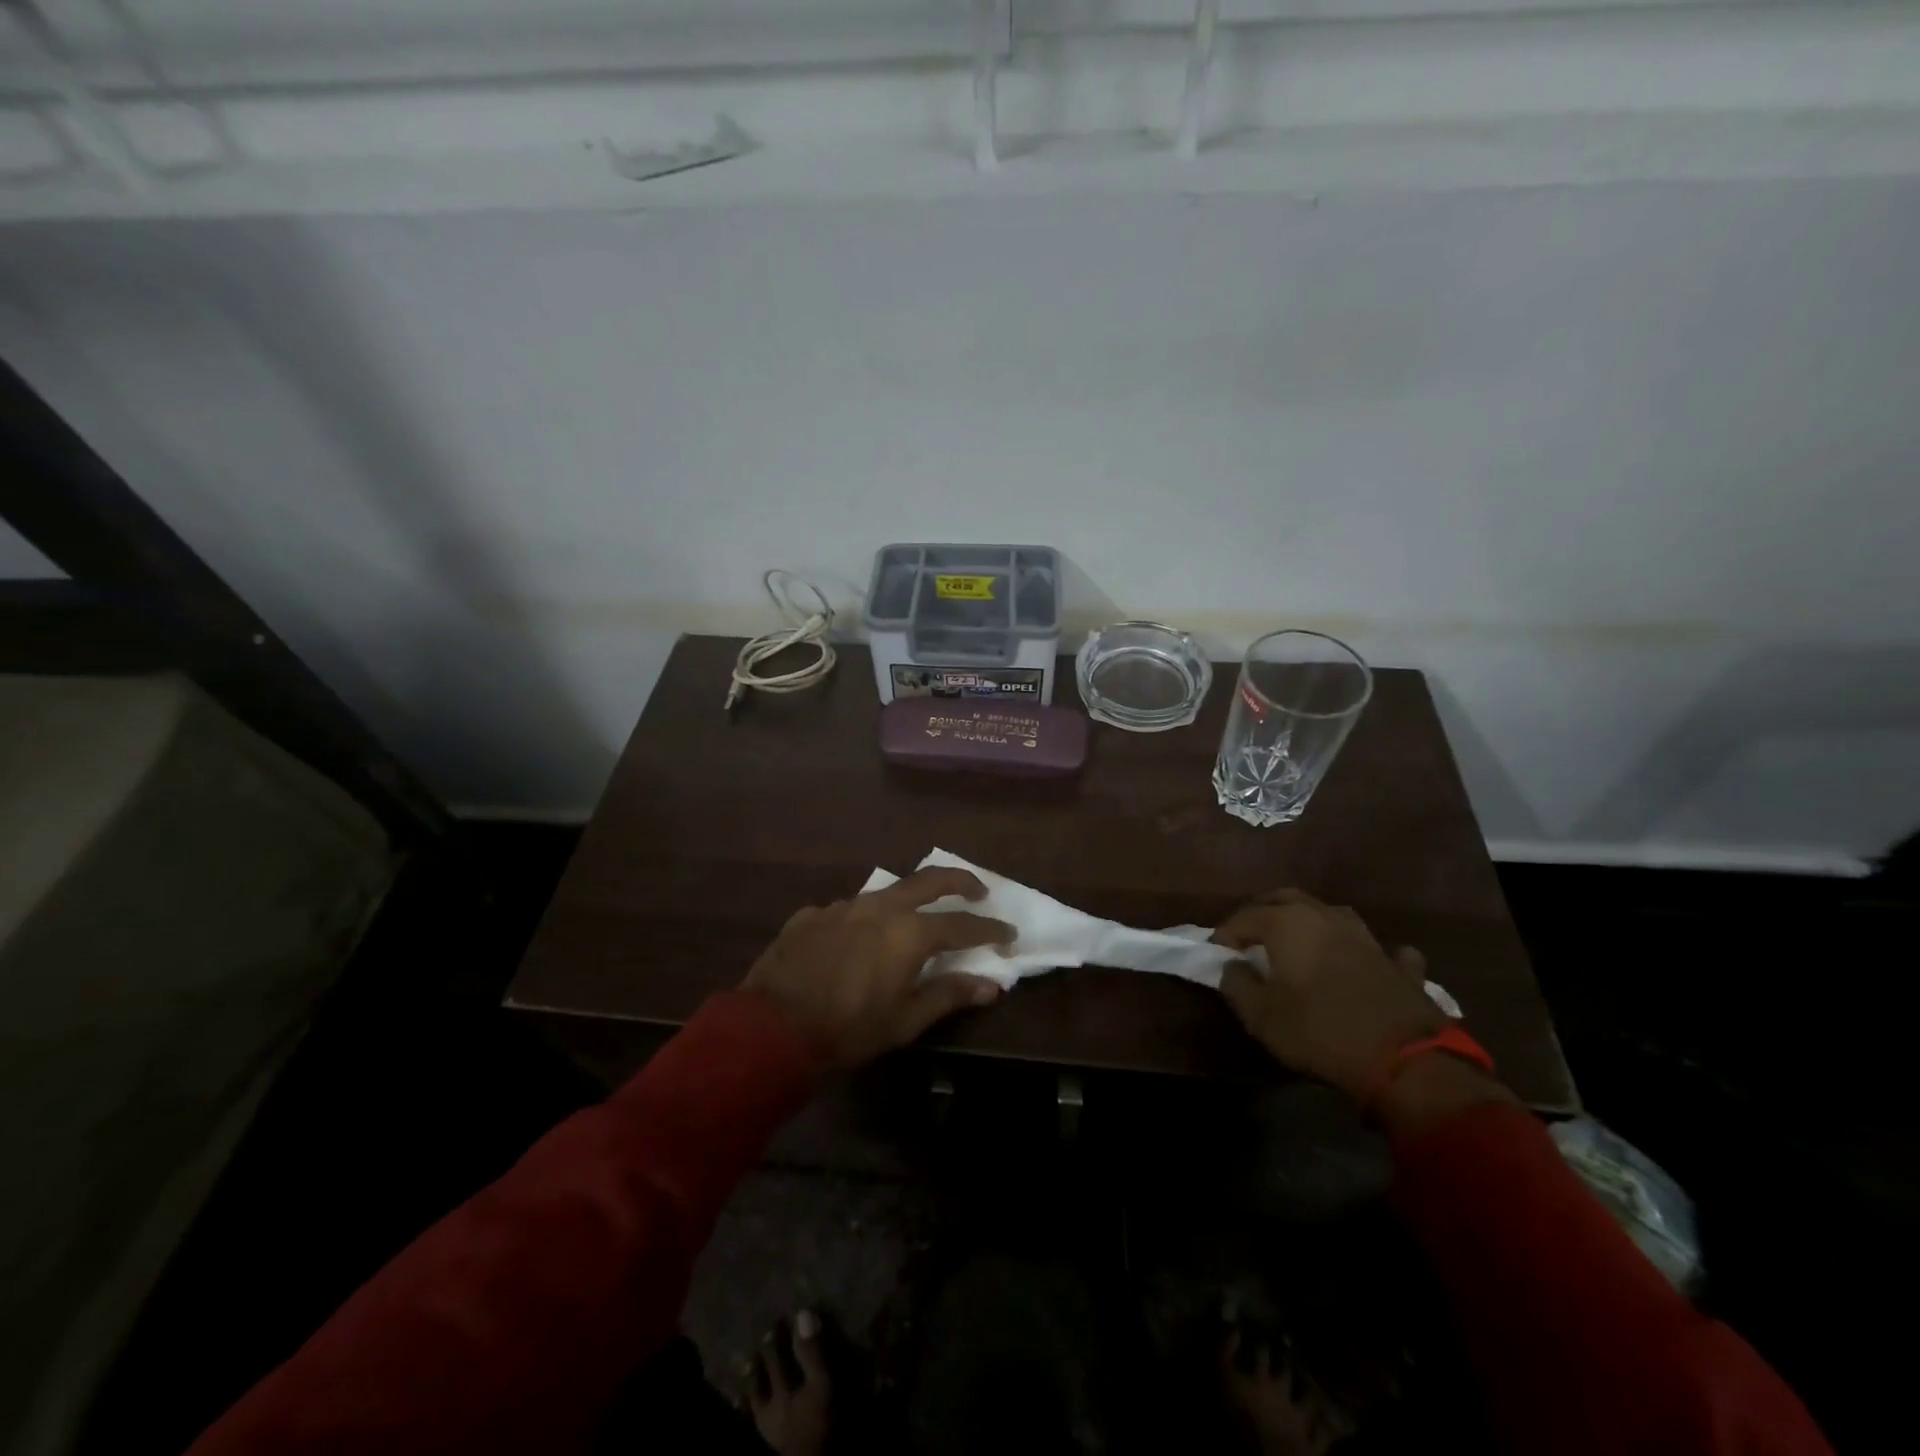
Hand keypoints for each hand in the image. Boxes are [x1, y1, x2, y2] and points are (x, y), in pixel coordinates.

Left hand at [744, 867, 1014, 1068]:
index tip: (1008, 932)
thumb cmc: (847, 1030)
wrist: (770, 1028)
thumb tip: (991, 984)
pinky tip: (854, 943)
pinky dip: (863, 921)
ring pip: (885, 893)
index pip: (962, 924)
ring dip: (907, 901)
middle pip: (929, 880)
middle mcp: (879, 907)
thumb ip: (948, 995)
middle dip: (960, 881)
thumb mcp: (904, 1021)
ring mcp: (842, 906)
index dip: (989, 928)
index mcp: (908, 933)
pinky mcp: (812, 914)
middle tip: (978, 890)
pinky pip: (847, 911)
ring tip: (912, 920)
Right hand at [1211, 889, 1445, 1100]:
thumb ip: (1237, 985)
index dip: (1225, 934)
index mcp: (1288, 923)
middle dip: (1262, 913)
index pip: (1244, 917)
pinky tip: (1366, 961)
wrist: (1405, 1059)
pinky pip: (1381, 948)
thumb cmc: (1320, 1031)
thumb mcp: (1261, 1016)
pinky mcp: (1399, 965)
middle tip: (1249, 936)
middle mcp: (1325, 917)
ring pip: (1331, 914)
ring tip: (1299, 943)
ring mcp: (1367, 937)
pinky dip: (1366, 952)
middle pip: (1286, 899)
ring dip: (1311, 923)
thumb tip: (1231, 966)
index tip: (1215, 954)